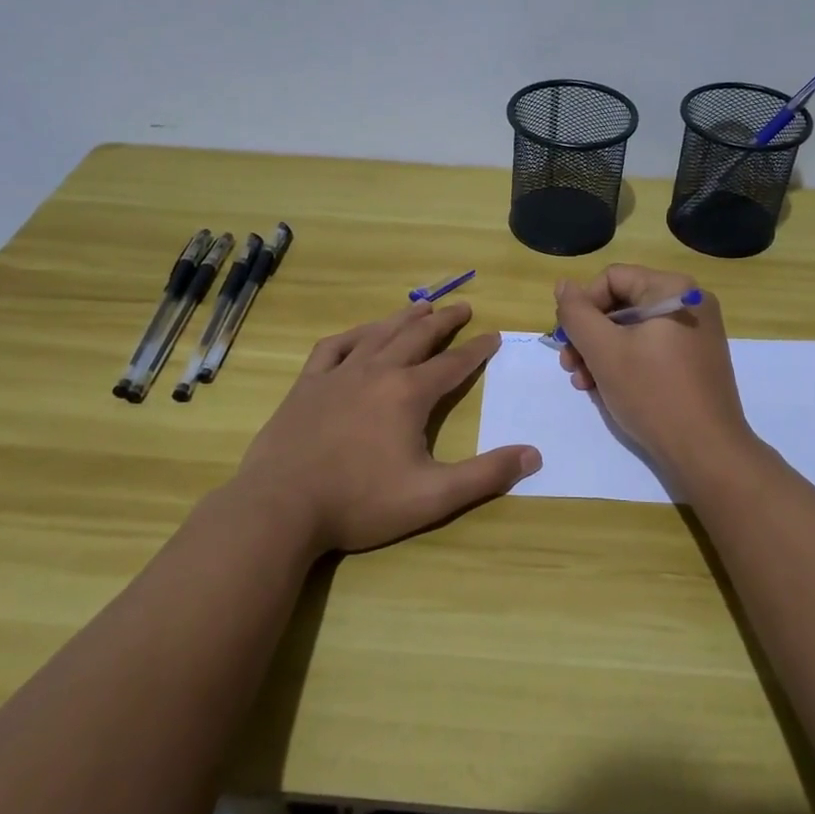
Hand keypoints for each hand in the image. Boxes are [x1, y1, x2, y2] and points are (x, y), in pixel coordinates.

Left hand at [231, 300, 540, 554]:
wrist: (280, 507)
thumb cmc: (360, 502)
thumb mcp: (432, 496)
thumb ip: (485, 475)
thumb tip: (533, 455)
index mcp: (409, 394)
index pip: (453, 364)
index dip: (477, 349)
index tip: (494, 335)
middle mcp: (377, 372)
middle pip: (418, 337)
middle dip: (444, 321)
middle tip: (463, 307)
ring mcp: (338, 374)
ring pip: (379, 334)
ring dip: (404, 318)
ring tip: (421, 306)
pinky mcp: (307, 384)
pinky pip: (334, 347)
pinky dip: (354, 334)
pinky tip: (360, 333)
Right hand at [553, 264, 757, 479]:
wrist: (707, 452)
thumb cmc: (653, 393)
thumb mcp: (604, 351)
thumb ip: (577, 314)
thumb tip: (563, 286)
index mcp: (672, 289)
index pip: (611, 279)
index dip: (583, 306)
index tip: (567, 341)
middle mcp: (689, 302)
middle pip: (621, 304)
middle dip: (589, 335)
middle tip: (569, 366)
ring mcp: (696, 333)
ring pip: (633, 331)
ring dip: (601, 353)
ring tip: (584, 384)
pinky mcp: (696, 361)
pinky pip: (650, 349)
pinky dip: (625, 364)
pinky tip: (607, 390)